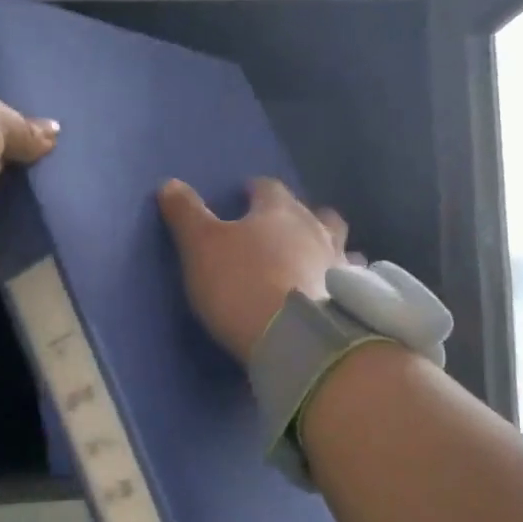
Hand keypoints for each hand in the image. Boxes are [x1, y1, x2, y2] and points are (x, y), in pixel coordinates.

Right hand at [158, 177, 347, 363]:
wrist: (295, 337)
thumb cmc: (242, 284)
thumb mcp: (201, 246)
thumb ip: (186, 214)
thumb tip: (169, 184)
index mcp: (279, 211)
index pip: (268, 188)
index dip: (256, 190)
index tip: (246, 195)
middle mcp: (316, 229)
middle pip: (314, 212)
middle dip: (300, 216)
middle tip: (284, 229)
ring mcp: (340, 263)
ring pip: (340, 243)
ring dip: (327, 246)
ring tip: (315, 260)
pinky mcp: (352, 298)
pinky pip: (352, 279)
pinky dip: (343, 280)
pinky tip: (334, 292)